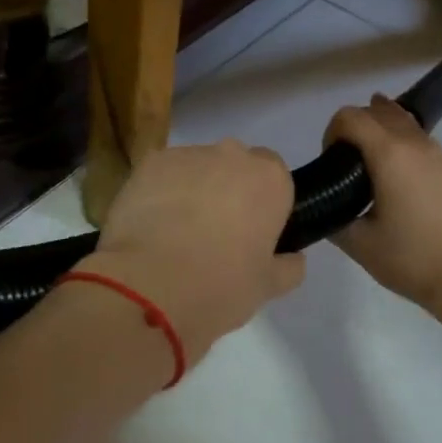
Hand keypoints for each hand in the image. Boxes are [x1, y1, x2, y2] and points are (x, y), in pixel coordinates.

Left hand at [79, 139, 305, 359]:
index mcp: (270, 179)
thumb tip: (293, 258)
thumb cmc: (220, 286)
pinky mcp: (148, 163)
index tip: (254, 232)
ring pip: (198, 167)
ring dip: (195, 189)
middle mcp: (232, 155)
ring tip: (177, 232)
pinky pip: (163, 174)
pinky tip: (152, 225)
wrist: (149, 287)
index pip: (276, 177)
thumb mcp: (268, 287)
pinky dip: (161, 191)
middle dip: (230, 190)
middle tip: (216, 233)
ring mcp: (187, 155)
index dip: (264, 203)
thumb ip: (288, 266)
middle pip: (237, 166)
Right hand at [323, 96, 441, 337]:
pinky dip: (411, 153)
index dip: (332, 131)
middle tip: (351, 161)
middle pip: (381, 111)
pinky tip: (409, 188)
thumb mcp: (360, 244)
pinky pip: (429, 148)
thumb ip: (336, 217)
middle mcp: (418, 145)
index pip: (350, 116)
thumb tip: (330, 207)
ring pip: (409, 126)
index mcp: (389, 154)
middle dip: (359, 125)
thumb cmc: (412, 260)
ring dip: (387, 135)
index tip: (331, 161)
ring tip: (378, 170)